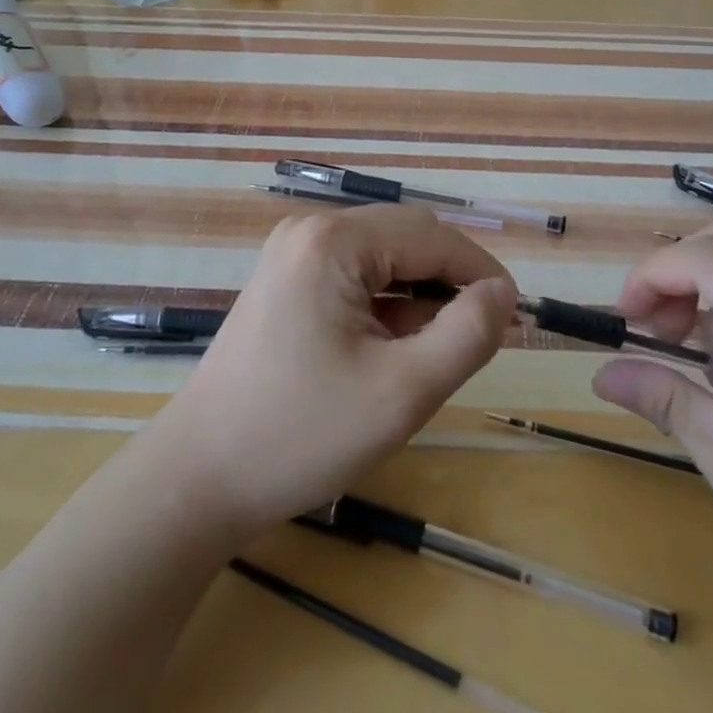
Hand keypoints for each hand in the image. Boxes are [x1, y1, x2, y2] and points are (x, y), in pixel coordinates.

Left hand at [148, 204, 516, 536]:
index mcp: (334, 241)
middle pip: (405, 241)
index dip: (481, 272)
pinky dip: (384, 308)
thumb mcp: (403, 391)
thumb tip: (501, 293)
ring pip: (381, 262)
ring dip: (418, 299)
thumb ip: (467, 334)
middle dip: (449, 284)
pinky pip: (353, 280)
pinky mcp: (283, 284)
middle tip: (481, 339)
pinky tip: (391, 352)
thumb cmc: (301, 435)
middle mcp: (310, 231)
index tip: (516, 315)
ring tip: (436, 354)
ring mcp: (291, 256)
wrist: (196, 481)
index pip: (432, 236)